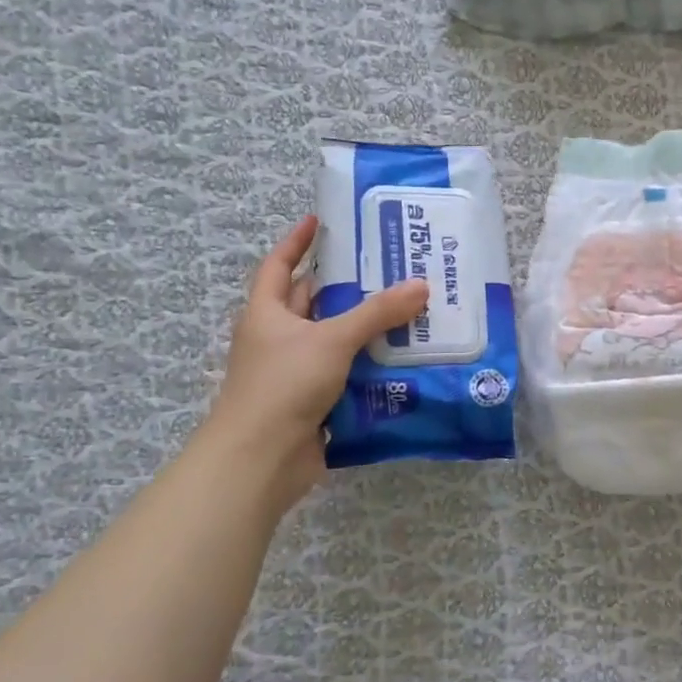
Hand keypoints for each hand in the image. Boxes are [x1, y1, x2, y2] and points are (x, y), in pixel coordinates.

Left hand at [204, 216, 427, 503]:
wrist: (261, 459)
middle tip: (389, 267)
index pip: (278, 265)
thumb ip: (376, 313)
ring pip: (334, 340)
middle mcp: (278, 338)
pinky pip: (346, 375)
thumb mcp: (332, 340)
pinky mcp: (313, 402)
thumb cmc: (284, 385)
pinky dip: (369, 366)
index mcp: (267, 313)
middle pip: (313, 302)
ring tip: (409, 310)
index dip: (296, 242)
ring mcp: (295, 372)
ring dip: (365, 329)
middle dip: (346, 286)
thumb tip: (420, 285)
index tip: (320, 221)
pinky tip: (403, 359)